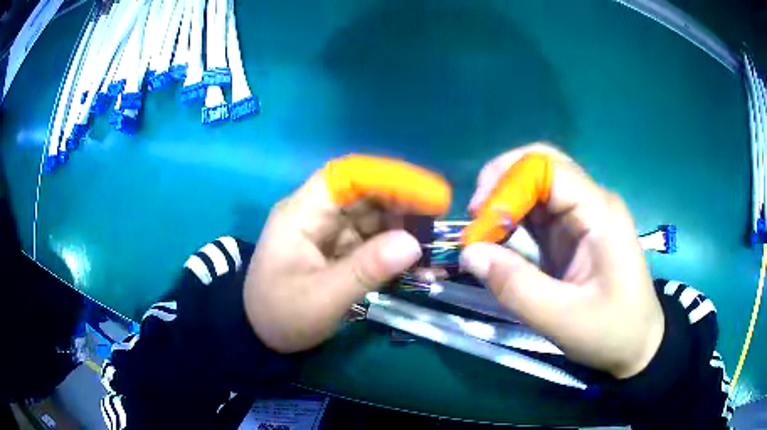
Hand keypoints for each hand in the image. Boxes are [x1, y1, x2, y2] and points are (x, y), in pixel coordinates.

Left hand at [244, 155, 450, 352]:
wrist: (261, 338)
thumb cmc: (281, 315)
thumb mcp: (322, 298)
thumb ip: (366, 270)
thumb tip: (414, 244)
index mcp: (301, 213)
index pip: (347, 176)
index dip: (390, 178)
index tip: (429, 194)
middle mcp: (316, 214)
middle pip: (365, 194)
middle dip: (404, 204)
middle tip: (439, 222)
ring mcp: (328, 231)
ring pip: (373, 216)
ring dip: (404, 228)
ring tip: (434, 247)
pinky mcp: (338, 249)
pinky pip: (372, 240)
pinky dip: (395, 249)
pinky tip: (418, 263)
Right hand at [460, 143, 663, 378]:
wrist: (638, 344)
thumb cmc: (612, 331)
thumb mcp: (563, 319)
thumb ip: (516, 286)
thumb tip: (469, 253)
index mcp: (599, 212)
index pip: (548, 168)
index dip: (507, 185)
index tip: (479, 222)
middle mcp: (591, 202)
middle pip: (541, 165)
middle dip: (501, 183)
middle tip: (476, 217)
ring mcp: (582, 215)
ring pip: (535, 185)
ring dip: (504, 202)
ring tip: (481, 233)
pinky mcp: (573, 231)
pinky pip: (537, 211)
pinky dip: (512, 220)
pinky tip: (498, 240)